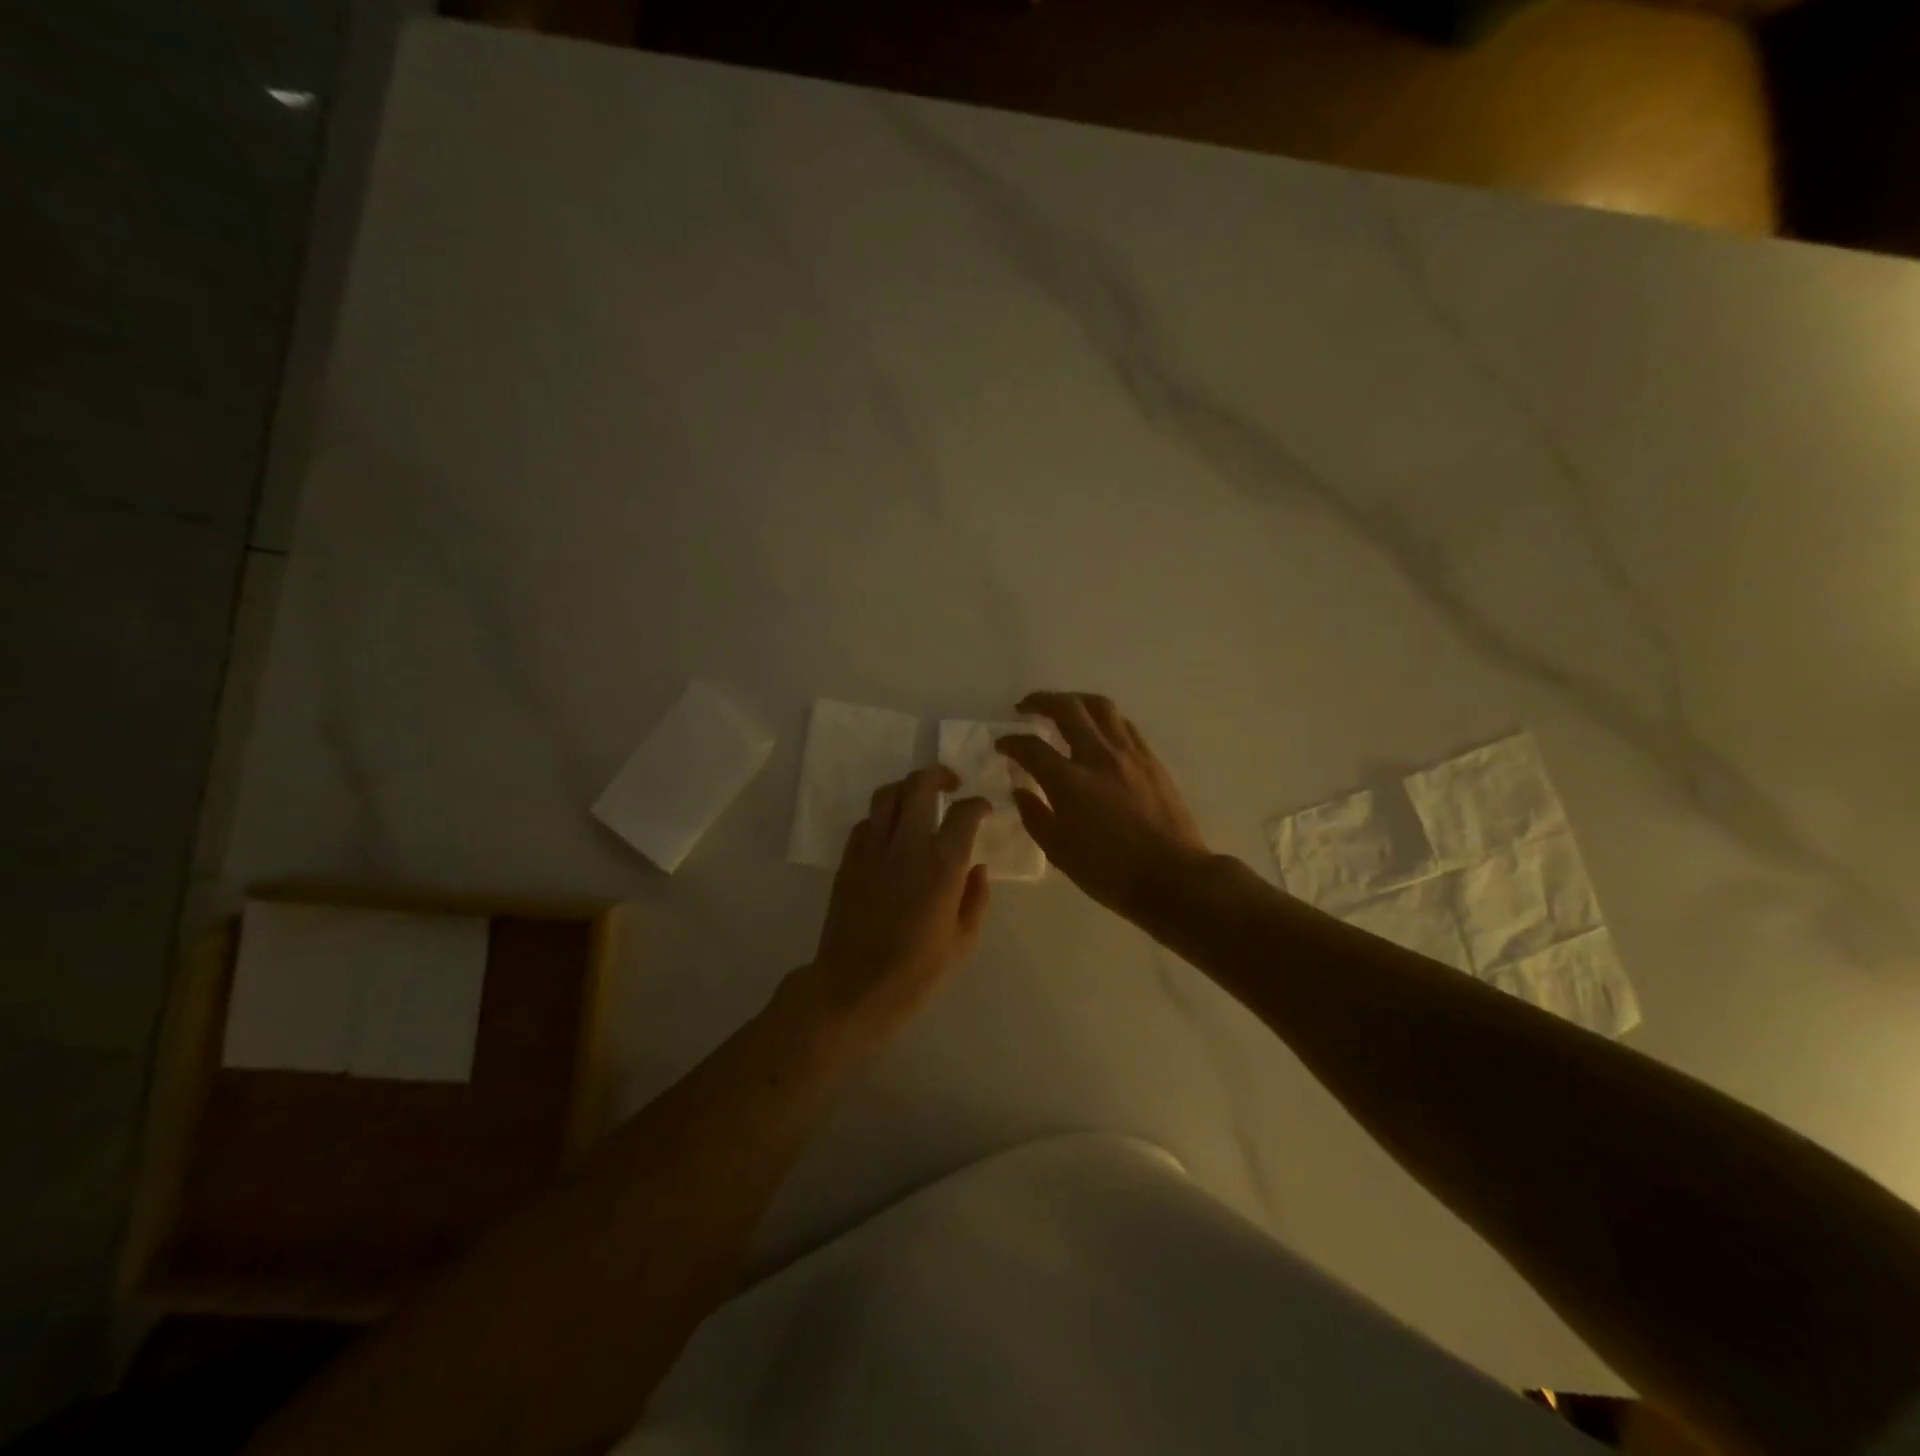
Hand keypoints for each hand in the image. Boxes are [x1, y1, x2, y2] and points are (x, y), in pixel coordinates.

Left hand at [793, 766, 992, 1043]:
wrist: (853, 989)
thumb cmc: (916, 973)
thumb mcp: (963, 943)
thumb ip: (976, 899)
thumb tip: (978, 869)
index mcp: (942, 865)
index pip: (964, 813)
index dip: (978, 804)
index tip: (983, 809)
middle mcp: (906, 845)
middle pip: (919, 785)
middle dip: (938, 775)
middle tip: (951, 784)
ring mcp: (872, 849)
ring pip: (886, 795)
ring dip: (906, 789)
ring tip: (918, 800)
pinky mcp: (848, 860)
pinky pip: (866, 822)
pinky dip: (882, 817)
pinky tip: (891, 833)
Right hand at [998, 691, 1210, 922]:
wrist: (1172, 878)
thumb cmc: (1109, 872)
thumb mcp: (1059, 852)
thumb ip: (1035, 816)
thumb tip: (1021, 791)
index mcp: (1070, 782)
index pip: (1032, 747)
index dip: (1011, 741)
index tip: (1002, 745)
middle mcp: (1099, 757)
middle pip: (1067, 709)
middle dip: (1041, 701)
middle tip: (1025, 707)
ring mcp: (1129, 755)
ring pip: (1101, 707)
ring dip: (1075, 700)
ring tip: (1063, 708)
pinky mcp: (1151, 760)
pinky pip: (1123, 724)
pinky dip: (1103, 718)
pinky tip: (1098, 730)